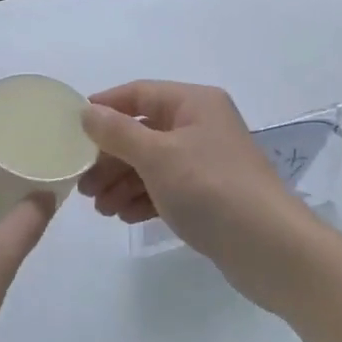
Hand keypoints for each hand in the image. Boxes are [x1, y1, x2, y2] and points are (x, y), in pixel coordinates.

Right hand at [79, 80, 320, 311]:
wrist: (270, 248)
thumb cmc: (210, 189)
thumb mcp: (157, 156)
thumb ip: (118, 132)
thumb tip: (87, 111)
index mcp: (195, 103)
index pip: (139, 93)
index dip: (104, 107)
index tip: (71, 129)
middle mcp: (202, 125)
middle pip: (143, 131)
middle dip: (110, 156)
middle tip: (82, 184)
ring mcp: (206, 161)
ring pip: (152, 163)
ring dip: (122, 181)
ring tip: (99, 208)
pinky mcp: (209, 194)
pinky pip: (167, 187)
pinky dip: (143, 198)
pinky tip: (124, 216)